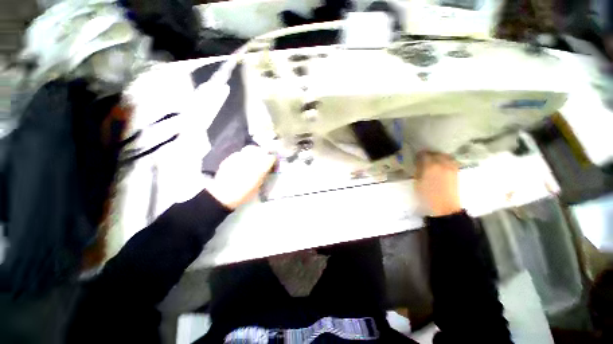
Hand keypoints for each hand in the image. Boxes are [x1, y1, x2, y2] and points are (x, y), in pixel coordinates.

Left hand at [207, 146, 275, 209]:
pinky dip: (243, 156)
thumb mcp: (258, 186)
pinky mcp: (230, 158)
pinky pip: (240, 153)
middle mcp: (251, 159)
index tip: (273, 163)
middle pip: (261, 150)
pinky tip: (241, 162)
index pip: (271, 157)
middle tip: (263, 159)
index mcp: (260, 167)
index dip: (273, 160)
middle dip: (264, 153)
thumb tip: (266, 169)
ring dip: (254, 152)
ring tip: (253, 158)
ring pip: (250, 149)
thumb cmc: (243, 194)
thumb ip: (263, 175)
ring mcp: (239, 157)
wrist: (222, 195)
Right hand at [415, 151, 460, 216]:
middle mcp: (442, 164)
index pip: (424, 155)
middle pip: (435, 154)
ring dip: (438, 157)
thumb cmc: (427, 196)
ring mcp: (451, 167)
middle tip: (423, 159)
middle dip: (429, 155)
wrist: (444, 207)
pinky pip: (451, 161)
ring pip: (444, 156)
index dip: (419, 155)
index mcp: (430, 166)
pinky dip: (445, 160)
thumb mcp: (417, 183)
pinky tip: (441, 166)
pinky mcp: (456, 172)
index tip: (416, 158)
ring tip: (433, 162)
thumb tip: (418, 164)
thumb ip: (418, 171)